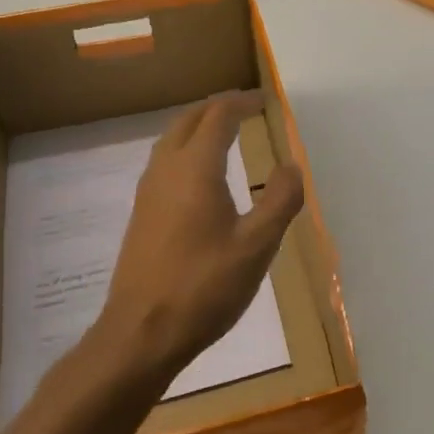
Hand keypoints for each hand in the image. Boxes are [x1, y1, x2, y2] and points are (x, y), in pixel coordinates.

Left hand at [101, 91, 304, 379]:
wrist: (141, 333)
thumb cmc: (204, 286)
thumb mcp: (257, 246)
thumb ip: (279, 201)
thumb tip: (291, 166)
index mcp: (195, 169)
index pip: (218, 117)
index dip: (241, 103)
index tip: (264, 101)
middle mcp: (166, 170)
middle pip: (188, 120)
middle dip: (217, 108)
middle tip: (246, 109)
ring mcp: (148, 192)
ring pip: (171, 140)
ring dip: (198, 127)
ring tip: (225, 134)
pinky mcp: (141, 215)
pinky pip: (164, 163)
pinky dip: (186, 150)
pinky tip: (200, 176)